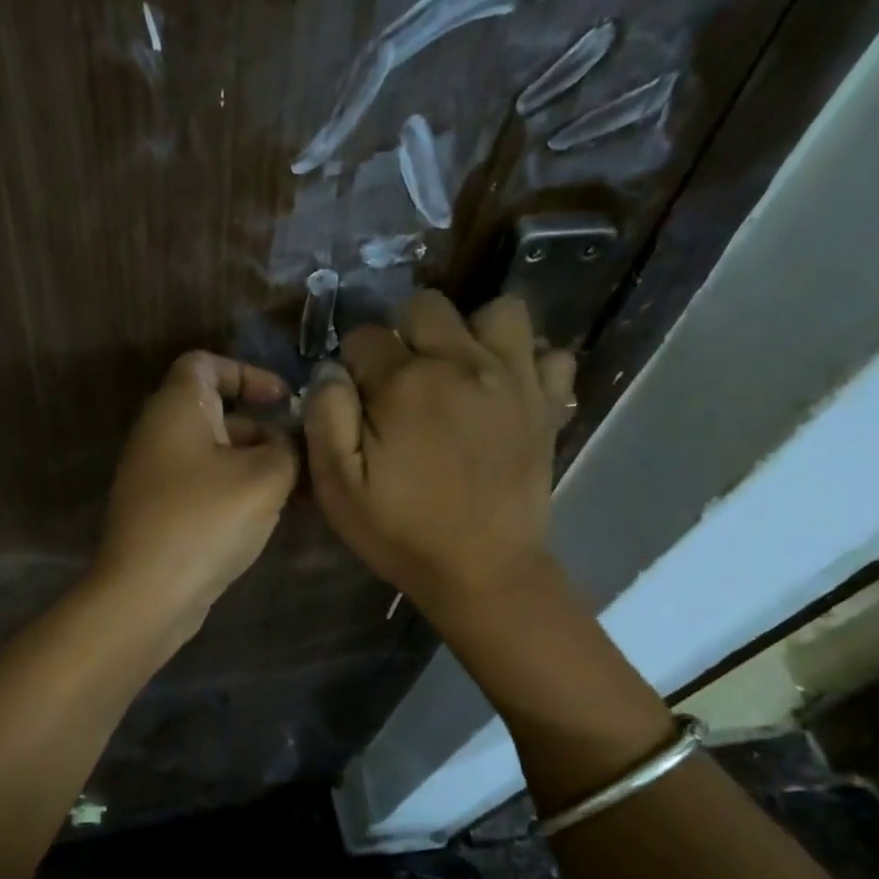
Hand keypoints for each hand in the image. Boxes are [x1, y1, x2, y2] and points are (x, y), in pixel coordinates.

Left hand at [94, 350, 299, 639]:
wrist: (147, 593)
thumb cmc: (206, 519)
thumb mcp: (265, 478)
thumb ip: (288, 448)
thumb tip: (288, 443)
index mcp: (177, 408)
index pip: (206, 364)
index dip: (248, 373)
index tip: (284, 400)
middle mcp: (160, 434)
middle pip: (218, 414)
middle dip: (265, 430)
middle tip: (305, 456)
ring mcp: (156, 476)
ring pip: (216, 455)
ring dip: (257, 466)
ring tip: (300, 492)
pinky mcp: (160, 513)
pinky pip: (206, 486)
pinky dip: (237, 492)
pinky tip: (270, 517)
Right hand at [303, 291, 575, 619]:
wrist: (484, 572)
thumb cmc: (403, 533)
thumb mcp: (339, 487)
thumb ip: (326, 417)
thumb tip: (332, 370)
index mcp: (404, 383)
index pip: (364, 336)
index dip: (353, 364)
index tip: (357, 400)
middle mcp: (461, 363)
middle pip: (427, 306)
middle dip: (405, 334)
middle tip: (403, 382)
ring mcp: (512, 379)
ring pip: (498, 311)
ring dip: (473, 332)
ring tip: (459, 371)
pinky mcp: (547, 404)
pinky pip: (551, 354)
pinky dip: (530, 363)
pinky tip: (507, 390)